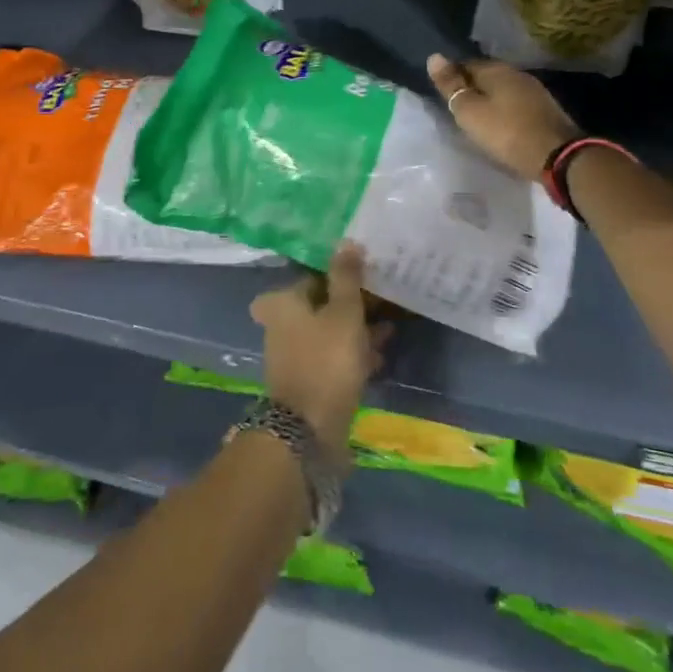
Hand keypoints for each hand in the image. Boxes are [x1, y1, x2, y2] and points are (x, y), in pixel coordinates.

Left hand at [251, 242, 390, 447]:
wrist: (309, 431)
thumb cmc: (326, 360)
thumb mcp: (344, 312)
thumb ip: (346, 276)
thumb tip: (347, 240)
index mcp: (283, 303)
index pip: (315, 276)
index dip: (342, 274)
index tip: (369, 274)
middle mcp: (282, 325)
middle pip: (322, 305)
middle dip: (352, 303)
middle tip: (383, 299)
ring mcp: (294, 355)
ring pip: (330, 332)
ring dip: (357, 329)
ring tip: (390, 326)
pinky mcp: (308, 381)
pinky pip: (333, 358)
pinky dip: (353, 354)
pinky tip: (380, 354)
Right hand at [427, 53, 579, 181]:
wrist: (558, 156)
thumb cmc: (506, 132)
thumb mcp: (470, 111)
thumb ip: (451, 85)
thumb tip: (433, 57)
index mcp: (496, 69)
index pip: (465, 64)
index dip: (452, 77)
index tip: (443, 95)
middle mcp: (516, 73)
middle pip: (485, 75)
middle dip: (471, 88)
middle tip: (457, 108)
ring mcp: (534, 90)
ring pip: (502, 89)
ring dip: (489, 99)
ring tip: (477, 117)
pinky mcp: (544, 109)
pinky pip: (516, 103)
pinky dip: (505, 110)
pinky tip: (501, 124)